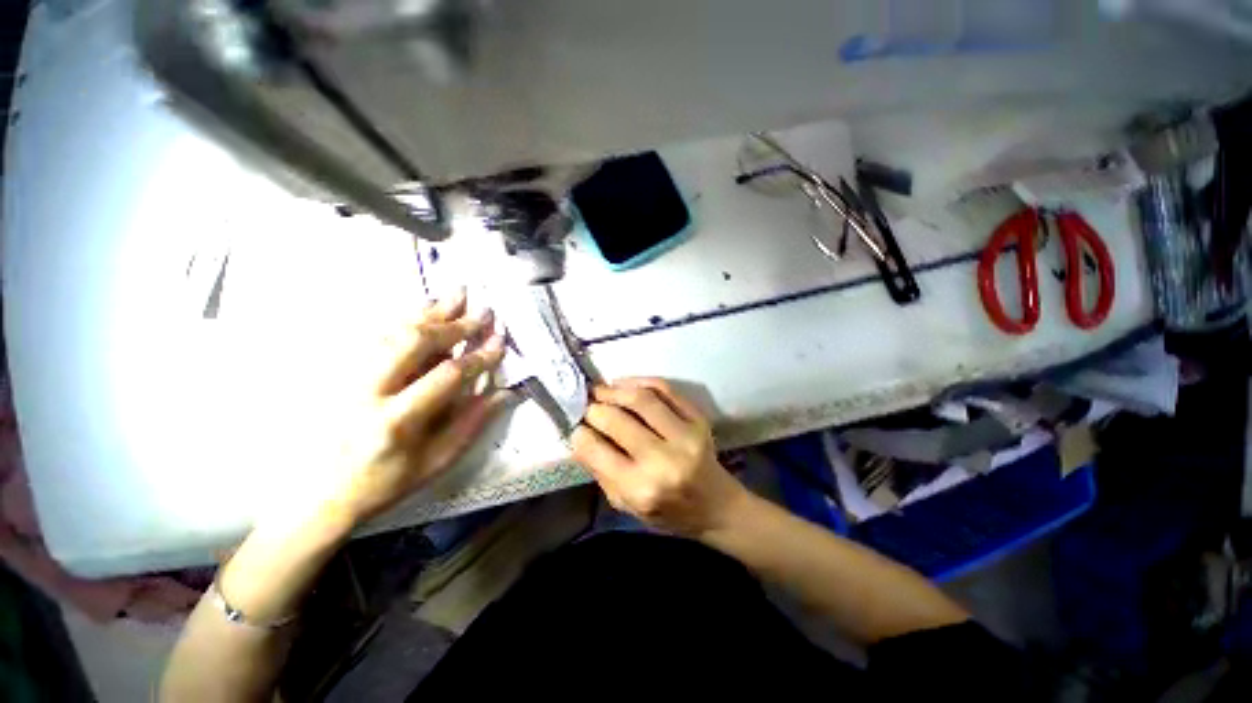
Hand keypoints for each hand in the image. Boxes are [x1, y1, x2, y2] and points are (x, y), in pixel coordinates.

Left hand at [334, 290, 505, 523]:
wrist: (318, 496)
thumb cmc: (385, 483)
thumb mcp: (436, 462)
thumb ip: (472, 423)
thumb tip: (505, 392)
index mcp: (396, 421)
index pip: (446, 376)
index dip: (478, 357)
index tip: (500, 342)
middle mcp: (368, 391)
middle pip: (413, 342)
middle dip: (454, 324)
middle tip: (482, 311)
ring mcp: (348, 377)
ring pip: (392, 332)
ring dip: (429, 312)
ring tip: (456, 294)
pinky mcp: (339, 373)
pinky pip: (375, 336)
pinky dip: (405, 319)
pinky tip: (424, 310)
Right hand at [570, 378, 749, 538]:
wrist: (716, 505)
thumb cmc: (668, 512)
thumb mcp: (626, 504)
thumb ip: (600, 471)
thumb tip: (578, 437)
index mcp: (641, 489)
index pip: (598, 451)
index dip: (581, 434)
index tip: (575, 427)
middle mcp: (663, 461)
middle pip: (617, 420)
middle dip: (594, 409)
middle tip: (586, 406)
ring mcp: (685, 436)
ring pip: (641, 400)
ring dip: (614, 390)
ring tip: (601, 390)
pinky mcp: (698, 419)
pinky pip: (665, 390)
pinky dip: (640, 381)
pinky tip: (624, 384)